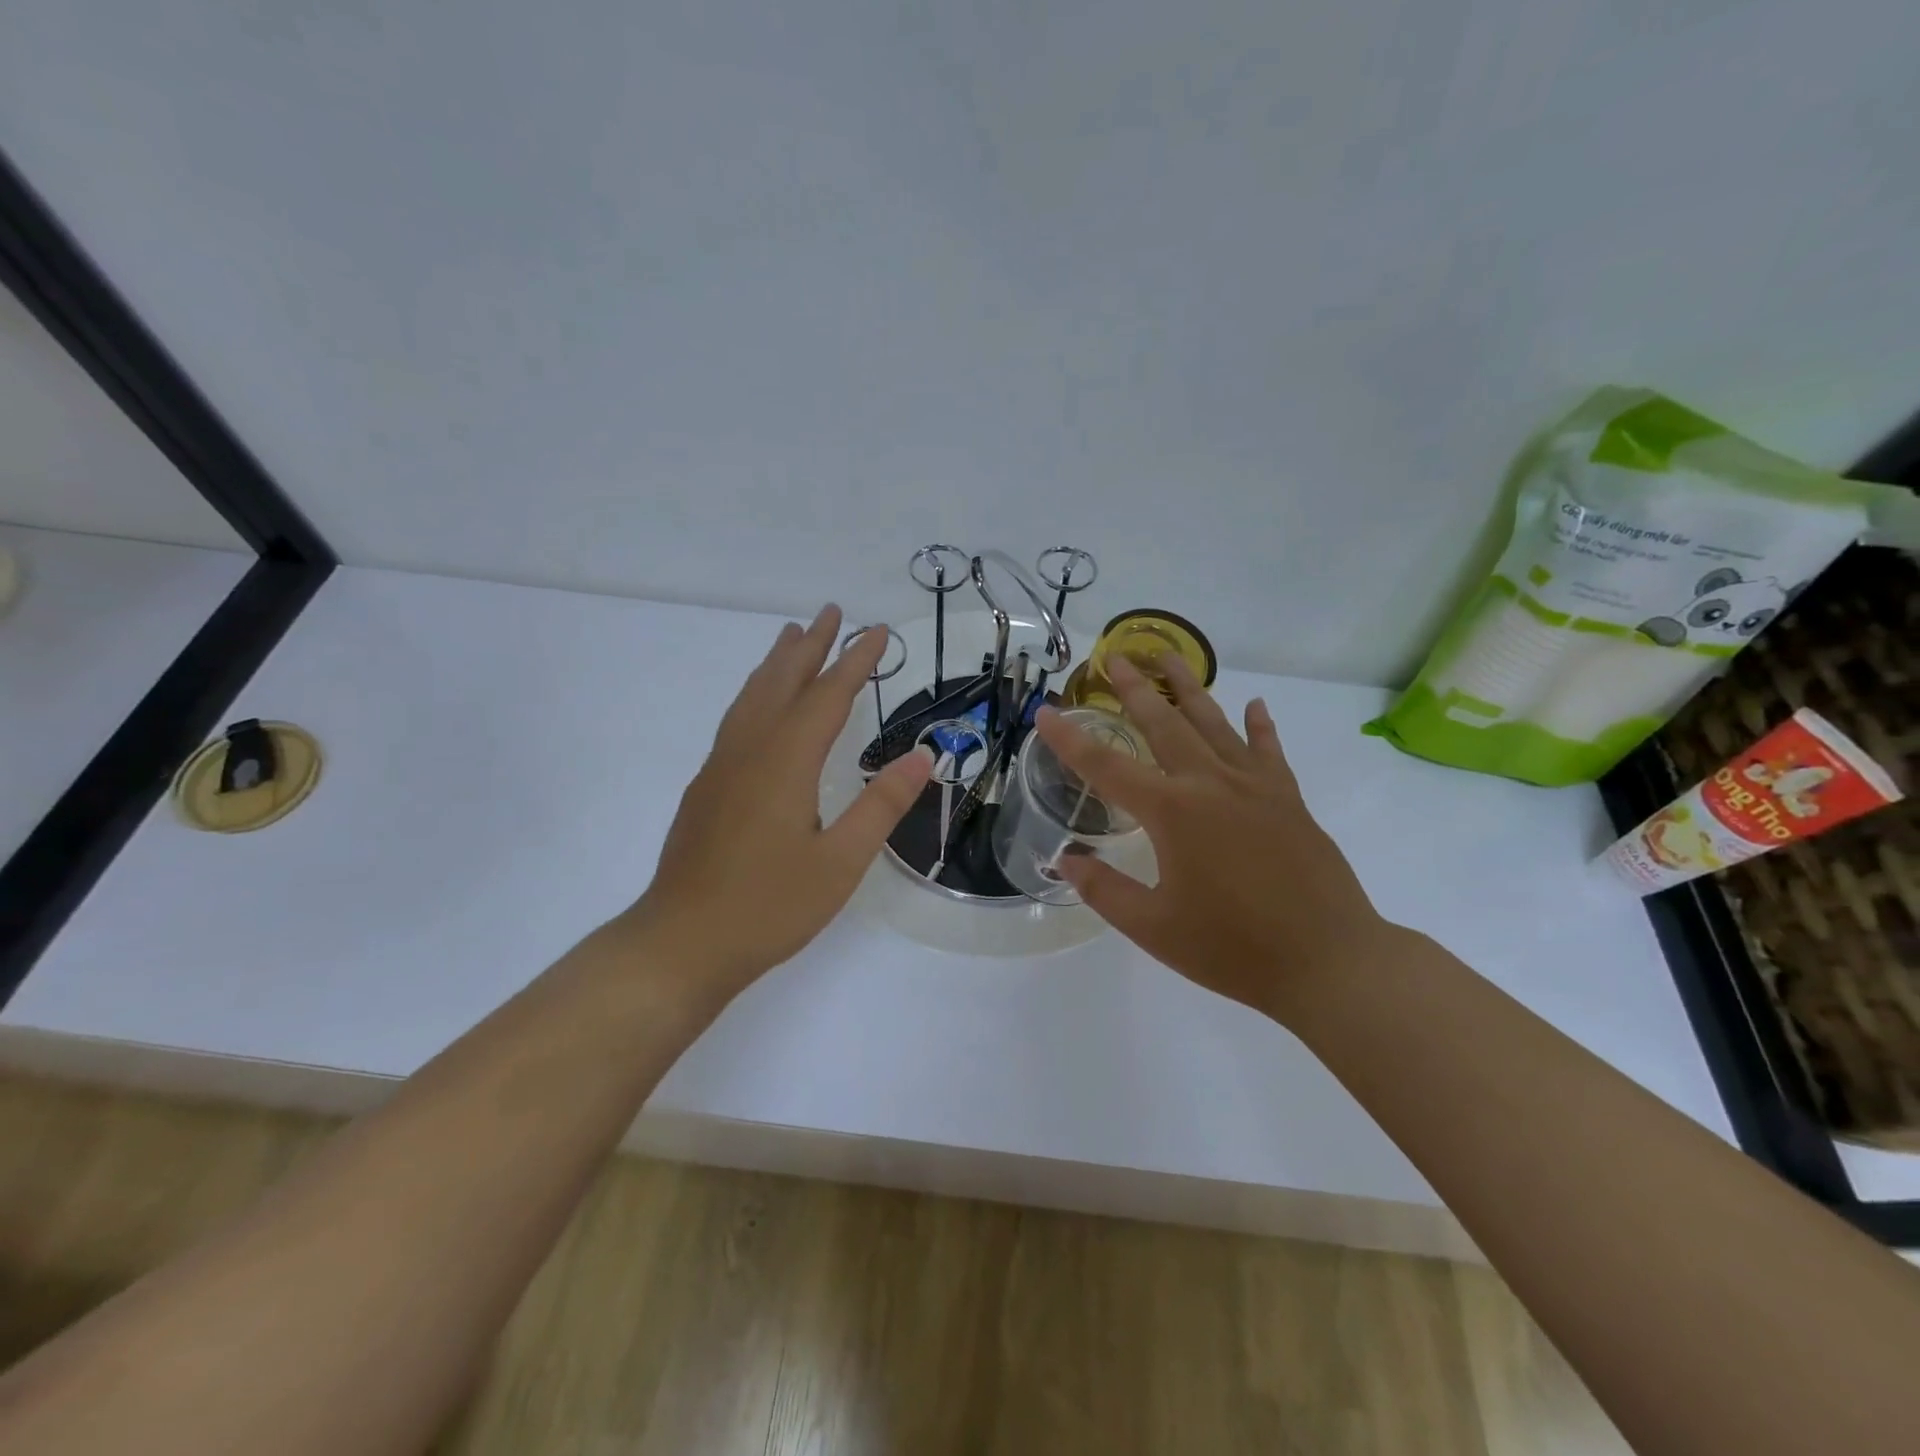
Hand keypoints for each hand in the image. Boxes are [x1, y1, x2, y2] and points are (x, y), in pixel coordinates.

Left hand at [620, 605, 932, 993]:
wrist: (681, 943)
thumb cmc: (769, 906)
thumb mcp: (841, 861)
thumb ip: (882, 805)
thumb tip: (923, 756)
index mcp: (785, 762)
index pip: (828, 696)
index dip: (855, 661)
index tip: (877, 630)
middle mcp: (749, 751)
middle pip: (782, 682)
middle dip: (811, 646)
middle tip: (832, 612)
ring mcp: (721, 767)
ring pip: (752, 697)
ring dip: (777, 662)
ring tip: (793, 636)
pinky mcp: (707, 787)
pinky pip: (736, 719)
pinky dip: (756, 693)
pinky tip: (761, 705)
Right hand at [1033, 654, 1388, 1023]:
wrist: (1329, 961)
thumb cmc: (1232, 948)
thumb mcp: (1154, 928)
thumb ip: (1105, 890)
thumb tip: (1066, 859)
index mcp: (1172, 813)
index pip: (1106, 767)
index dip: (1070, 740)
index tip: (1046, 713)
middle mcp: (1210, 785)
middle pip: (1164, 725)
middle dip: (1135, 689)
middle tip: (1116, 655)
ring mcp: (1254, 787)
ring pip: (1214, 724)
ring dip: (1189, 688)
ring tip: (1170, 657)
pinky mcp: (1288, 800)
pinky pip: (1268, 752)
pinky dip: (1260, 726)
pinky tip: (1255, 706)